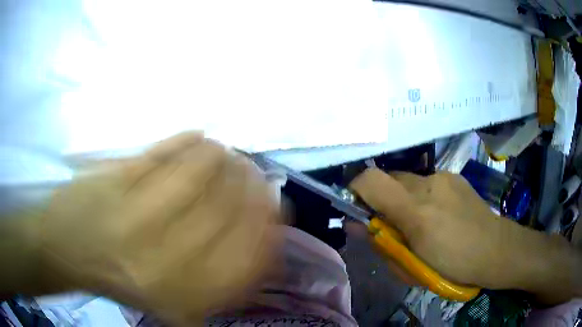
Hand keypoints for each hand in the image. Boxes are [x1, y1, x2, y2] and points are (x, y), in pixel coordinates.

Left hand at [37, 133, 280, 323]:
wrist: (65, 251)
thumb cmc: (120, 281)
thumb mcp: (174, 304)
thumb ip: (219, 285)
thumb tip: (263, 249)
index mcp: (182, 294)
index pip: (247, 256)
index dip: (269, 227)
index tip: (276, 207)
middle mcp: (163, 258)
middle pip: (226, 208)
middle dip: (251, 185)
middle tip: (255, 173)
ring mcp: (135, 213)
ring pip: (198, 171)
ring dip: (221, 157)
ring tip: (226, 153)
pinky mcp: (115, 179)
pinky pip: (162, 152)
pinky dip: (187, 141)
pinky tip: (199, 138)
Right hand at [349, 168, 568, 291]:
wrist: (496, 250)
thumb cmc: (453, 267)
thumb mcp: (412, 267)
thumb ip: (383, 243)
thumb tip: (358, 225)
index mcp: (417, 212)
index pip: (369, 181)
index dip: (354, 191)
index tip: (357, 210)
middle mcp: (428, 185)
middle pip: (387, 178)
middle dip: (382, 199)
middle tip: (392, 225)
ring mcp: (443, 177)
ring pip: (408, 180)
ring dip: (403, 199)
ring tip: (420, 222)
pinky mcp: (454, 176)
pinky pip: (426, 182)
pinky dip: (421, 196)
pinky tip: (438, 215)